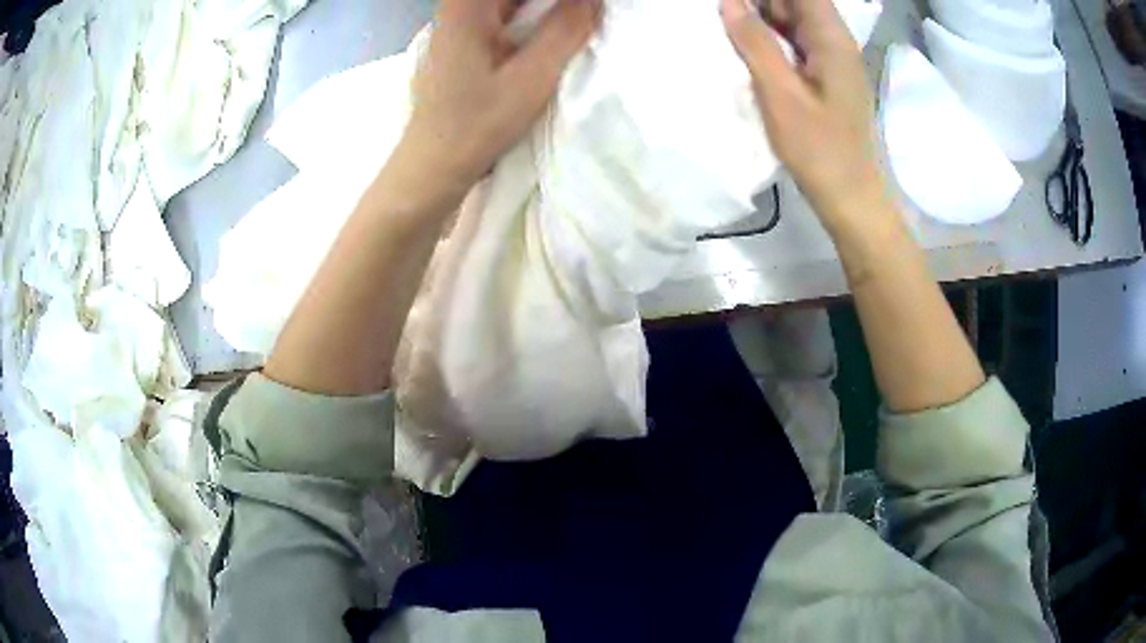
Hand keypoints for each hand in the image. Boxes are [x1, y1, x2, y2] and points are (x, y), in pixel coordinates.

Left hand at [395, 0, 601, 200]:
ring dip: (546, 9)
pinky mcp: (463, 36)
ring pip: (510, 2)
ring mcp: (458, 19)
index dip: (561, 1)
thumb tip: (593, 0)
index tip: (587, 10)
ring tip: (576, 20)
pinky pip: (504, 12)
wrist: (434, 162)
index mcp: (468, 4)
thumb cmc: (477, 123)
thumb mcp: (532, 76)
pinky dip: (532, 16)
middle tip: (586, 14)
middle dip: (555, 3)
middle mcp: (458, 4)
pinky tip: (552, 30)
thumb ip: (567, 29)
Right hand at [720, 0, 887, 225]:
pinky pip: (795, 43)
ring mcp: (832, 60)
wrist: (850, 197)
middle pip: (797, 3)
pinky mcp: (825, 77)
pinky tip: (747, 45)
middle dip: (759, 2)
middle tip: (723, 11)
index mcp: (832, 40)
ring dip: (762, 18)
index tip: (733, 0)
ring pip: (794, 21)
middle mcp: (836, 42)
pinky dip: (771, 38)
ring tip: (728, 25)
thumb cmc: (820, 150)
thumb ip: (755, 43)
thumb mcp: (781, 94)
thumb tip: (728, 1)